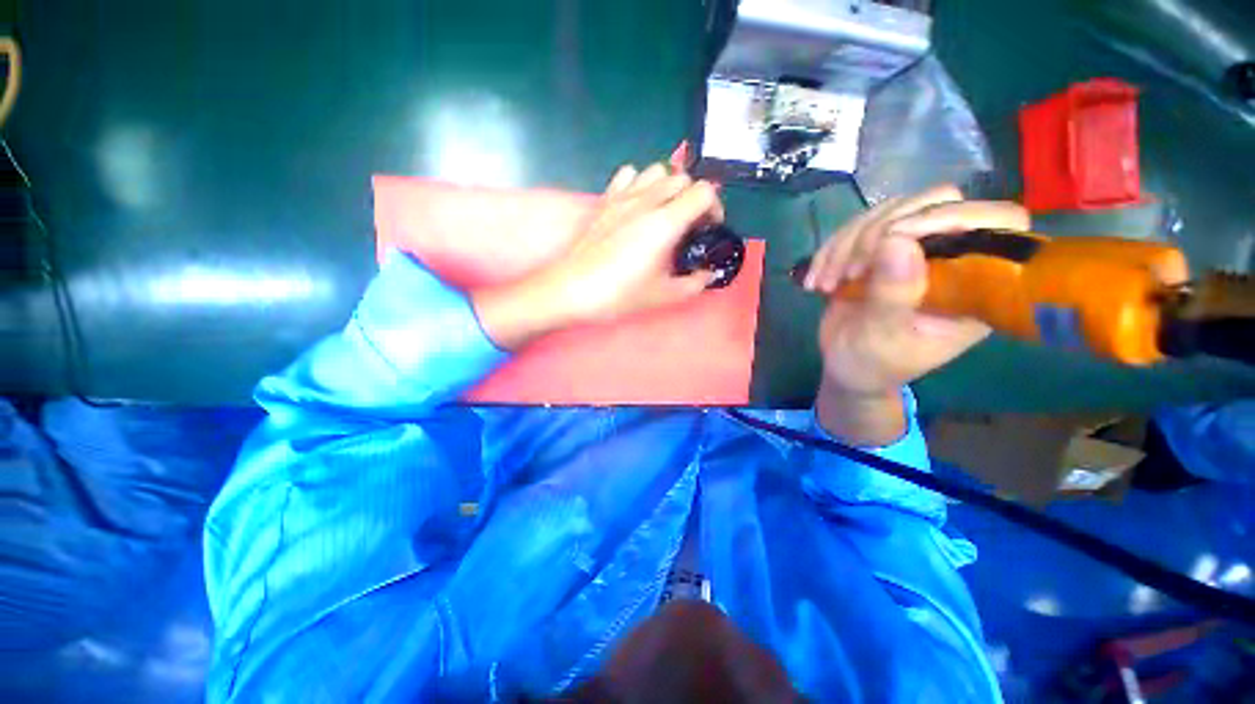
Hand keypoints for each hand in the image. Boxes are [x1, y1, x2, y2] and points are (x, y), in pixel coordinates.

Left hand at [473, 164, 723, 349]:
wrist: (572, 290)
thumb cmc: (619, 295)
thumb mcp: (664, 295)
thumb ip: (694, 283)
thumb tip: (708, 274)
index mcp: (665, 222)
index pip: (704, 192)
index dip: (715, 207)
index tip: (709, 229)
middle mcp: (646, 201)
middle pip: (683, 178)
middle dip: (694, 198)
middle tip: (690, 225)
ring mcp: (623, 197)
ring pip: (657, 170)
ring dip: (669, 186)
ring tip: (666, 212)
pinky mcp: (605, 200)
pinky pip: (628, 174)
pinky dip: (640, 182)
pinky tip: (637, 205)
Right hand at [804, 186, 1030, 444]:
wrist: (845, 364)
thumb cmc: (873, 363)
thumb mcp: (883, 339)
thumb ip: (894, 296)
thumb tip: (897, 242)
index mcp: (978, 283)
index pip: (998, 222)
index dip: (955, 216)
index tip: (896, 237)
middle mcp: (954, 255)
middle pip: (937, 202)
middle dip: (882, 231)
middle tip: (850, 271)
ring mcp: (916, 247)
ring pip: (892, 210)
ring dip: (847, 243)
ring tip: (826, 282)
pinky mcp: (881, 247)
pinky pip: (859, 225)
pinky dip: (831, 249)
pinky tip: (816, 279)